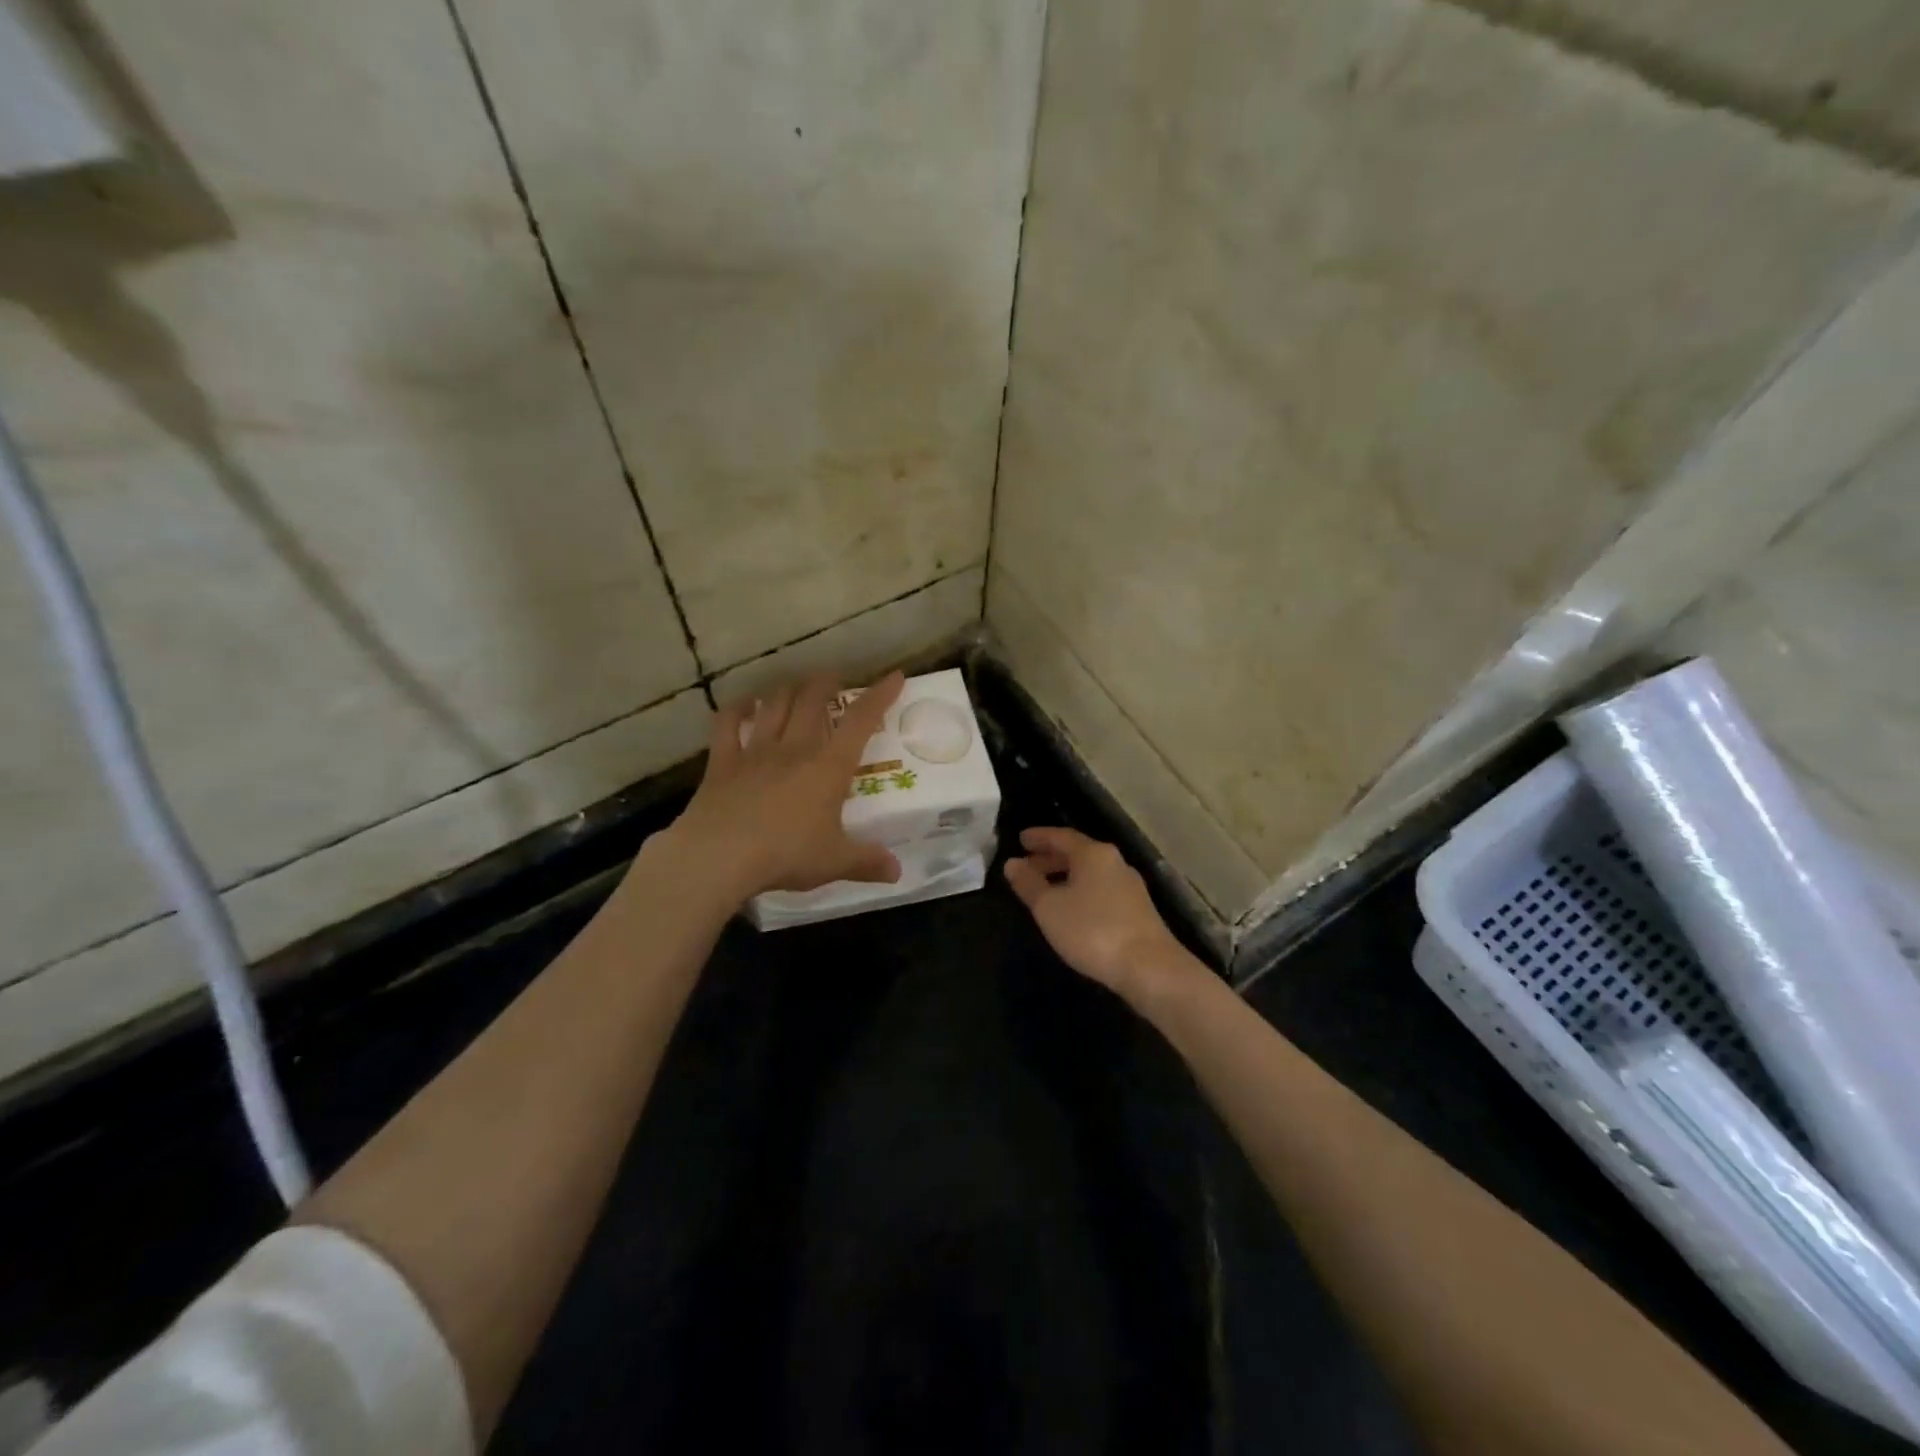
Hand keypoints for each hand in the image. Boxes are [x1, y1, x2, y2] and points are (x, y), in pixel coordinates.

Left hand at [666, 672, 905, 901]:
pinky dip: (737, 709)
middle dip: (826, 683)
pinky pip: (728, 724)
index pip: (861, 721)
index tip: (894, 676)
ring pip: (774, 705)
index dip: (880, 696)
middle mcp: (794, 748)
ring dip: (786, 690)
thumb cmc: (786, 854)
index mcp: (828, 767)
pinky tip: (743, 704)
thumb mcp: (835, 862)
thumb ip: (867, 862)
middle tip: (833, 679)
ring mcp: (756, 751)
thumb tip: (897, 872)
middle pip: (811, 701)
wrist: (719, 857)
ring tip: (794, 685)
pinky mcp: (722, 762)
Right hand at [1002, 827, 1196, 1002]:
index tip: (1021, 839)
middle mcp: (1114, 862)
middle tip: (1028, 865)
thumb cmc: (1092, 930)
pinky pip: (1101, 889)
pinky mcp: (1138, 909)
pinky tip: (1072, 910)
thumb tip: (1012, 863)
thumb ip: (1028, 884)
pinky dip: (1081, 891)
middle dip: (1051, 857)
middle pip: (1078, 853)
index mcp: (1093, 854)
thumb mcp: (1049, 908)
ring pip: (1091, 872)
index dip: (1039, 837)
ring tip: (1045, 890)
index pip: (1061, 836)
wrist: (1149, 967)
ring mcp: (1130, 886)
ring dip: (1066, 876)